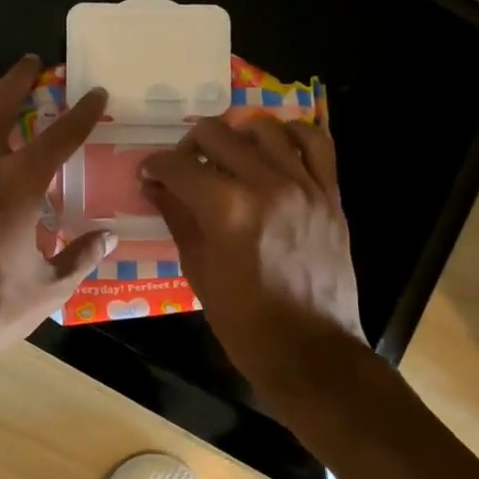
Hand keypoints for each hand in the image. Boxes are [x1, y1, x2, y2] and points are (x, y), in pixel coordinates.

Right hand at [138, 115, 364, 396]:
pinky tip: (273, 148)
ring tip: (228, 154)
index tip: (149, 174)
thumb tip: (155, 186)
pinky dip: (290, 135)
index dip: (155, 166)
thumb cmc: (244, 322)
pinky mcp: (329, 194)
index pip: (179, 165)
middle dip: (188, 146)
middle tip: (184, 168)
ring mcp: (304, 186)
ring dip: (236, 134)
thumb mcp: (198, 269)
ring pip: (264, 126)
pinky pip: (315, 143)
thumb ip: (177, 217)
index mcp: (227, 209)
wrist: (310, 351)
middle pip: (216, 134)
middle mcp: (266, 185)